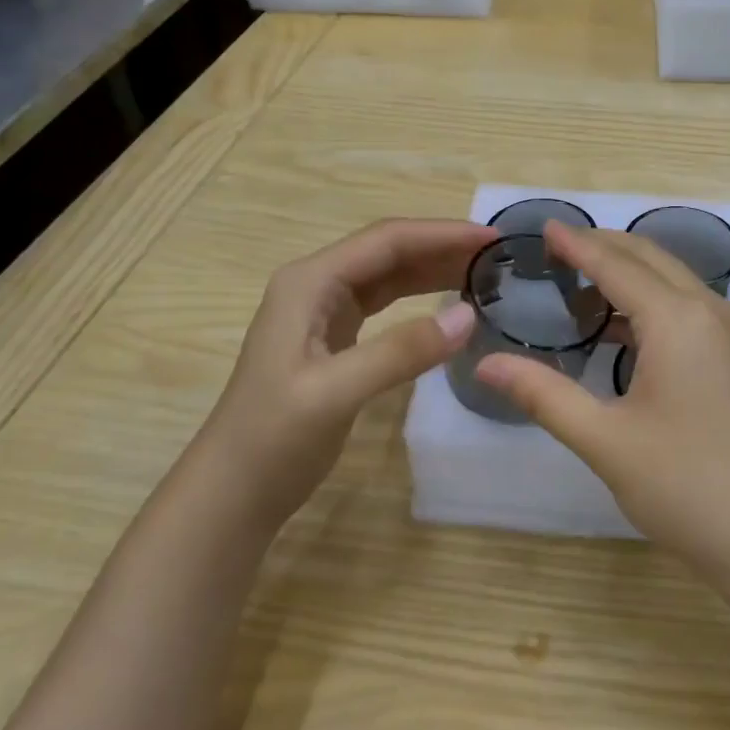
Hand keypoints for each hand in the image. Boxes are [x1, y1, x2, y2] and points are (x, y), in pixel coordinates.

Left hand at [211, 217, 494, 530]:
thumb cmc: (273, 438)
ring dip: (434, 270)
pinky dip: (420, 298)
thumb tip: (470, 316)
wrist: (232, 494)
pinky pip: (386, 303)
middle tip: (497, 256)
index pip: (387, 240)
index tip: (492, 239)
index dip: (441, 234)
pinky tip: (449, 306)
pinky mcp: (334, 339)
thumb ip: (401, 351)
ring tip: (484, 273)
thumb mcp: (335, 392)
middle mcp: (316, 285)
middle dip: (442, 247)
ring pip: (389, 275)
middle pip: (389, 251)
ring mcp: (323, 312)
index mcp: (310, 282)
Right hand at [476, 221, 729, 587]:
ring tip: (583, 291)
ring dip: (631, 275)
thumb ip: (543, 394)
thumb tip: (484, 364)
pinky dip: (654, 302)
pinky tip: (628, 333)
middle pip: (651, 259)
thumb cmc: (688, 487)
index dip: (576, 243)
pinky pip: (692, 308)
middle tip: (557, 252)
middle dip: (604, 248)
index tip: (544, 225)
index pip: (615, 263)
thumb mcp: (605, 441)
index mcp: (677, 319)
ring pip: (675, 282)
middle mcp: (711, 311)